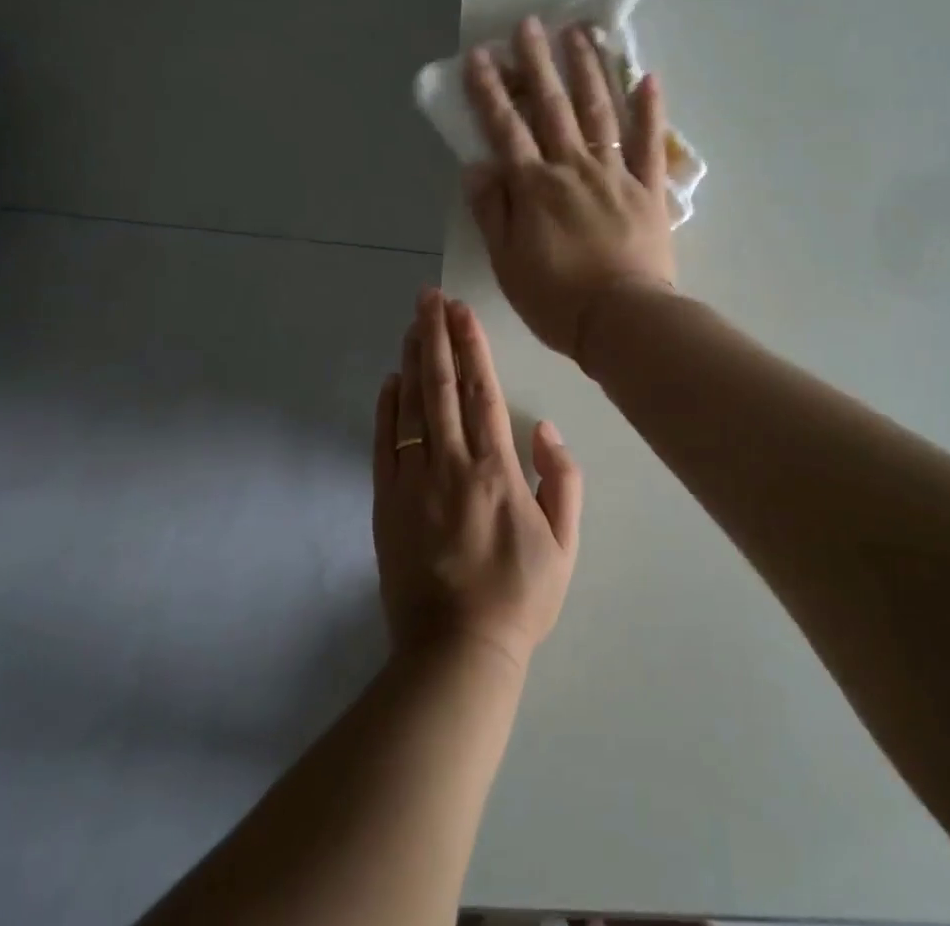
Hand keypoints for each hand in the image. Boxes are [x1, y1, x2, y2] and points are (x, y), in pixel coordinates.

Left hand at [372, 286, 582, 670]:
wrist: (457, 653)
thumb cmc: (519, 597)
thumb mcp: (564, 543)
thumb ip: (562, 480)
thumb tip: (544, 428)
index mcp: (496, 470)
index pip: (482, 392)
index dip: (472, 346)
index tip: (462, 311)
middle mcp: (451, 465)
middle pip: (442, 386)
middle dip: (435, 335)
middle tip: (428, 297)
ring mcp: (413, 482)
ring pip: (412, 407)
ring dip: (412, 360)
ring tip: (411, 323)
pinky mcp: (386, 503)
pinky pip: (384, 445)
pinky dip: (387, 409)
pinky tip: (391, 381)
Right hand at [462, 16, 676, 360]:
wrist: (623, 321)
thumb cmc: (557, 299)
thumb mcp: (507, 262)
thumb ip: (491, 211)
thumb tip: (475, 166)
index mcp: (535, 186)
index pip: (506, 129)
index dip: (490, 91)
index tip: (480, 56)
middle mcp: (574, 167)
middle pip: (552, 107)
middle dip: (538, 63)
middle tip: (530, 24)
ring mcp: (616, 174)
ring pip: (600, 112)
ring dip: (588, 70)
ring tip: (580, 33)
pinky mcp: (649, 189)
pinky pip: (650, 143)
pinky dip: (650, 110)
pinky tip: (648, 77)